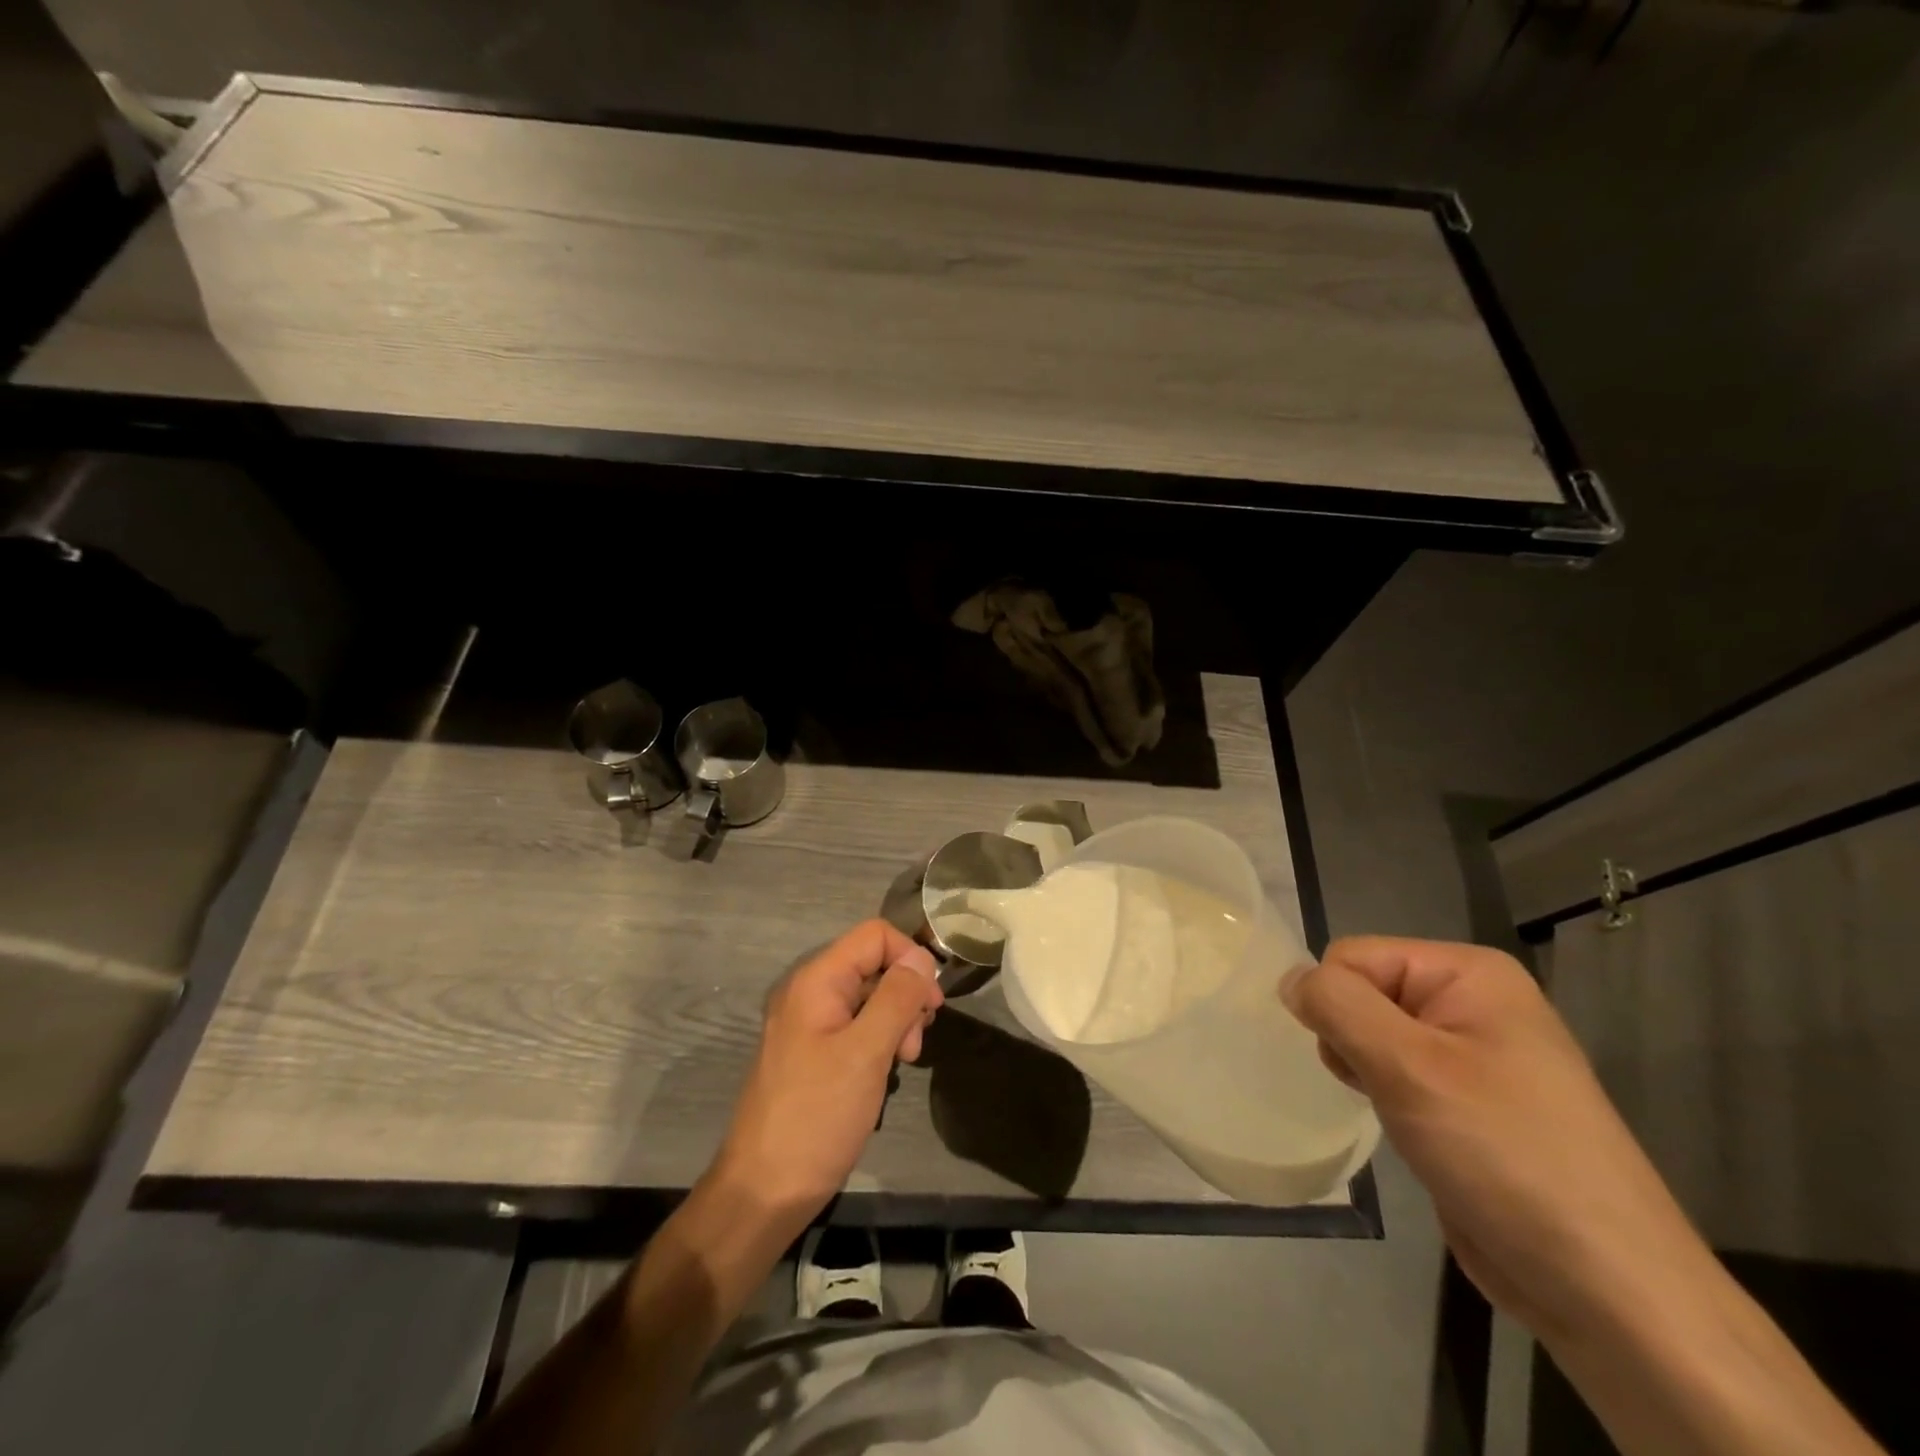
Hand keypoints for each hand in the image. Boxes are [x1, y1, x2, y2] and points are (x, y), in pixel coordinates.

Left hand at [713, 920, 942, 1222]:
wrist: (763, 1192)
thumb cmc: (817, 1117)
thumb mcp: (866, 1053)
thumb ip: (897, 998)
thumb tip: (922, 957)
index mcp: (817, 981)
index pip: (875, 935)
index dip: (910, 958)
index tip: (931, 1004)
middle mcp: (809, 992)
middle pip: (873, 964)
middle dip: (905, 995)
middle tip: (914, 1043)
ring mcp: (808, 1024)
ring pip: (868, 996)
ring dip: (896, 1020)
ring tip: (904, 1061)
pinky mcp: (812, 1052)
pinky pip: (855, 1025)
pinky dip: (879, 1039)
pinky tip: (886, 1070)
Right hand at [1283, 936, 1707, 1338]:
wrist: (1607, 1291)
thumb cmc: (1504, 1155)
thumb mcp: (1408, 1067)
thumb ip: (1337, 1005)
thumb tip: (1289, 979)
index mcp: (1469, 973)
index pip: (1352, 957)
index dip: (1339, 1007)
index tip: (1364, 1064)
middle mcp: (1473, 1001)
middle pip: (1362, 992)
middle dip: (1353, 1041)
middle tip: (1387, 1092)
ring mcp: (1474, 1054)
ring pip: (1373, 1034)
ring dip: (1368, 1072)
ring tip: (1405, 1117)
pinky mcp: (1468, 1102)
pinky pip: (1396, 1072)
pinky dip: (1386, 1095)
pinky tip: (1411, 1132)